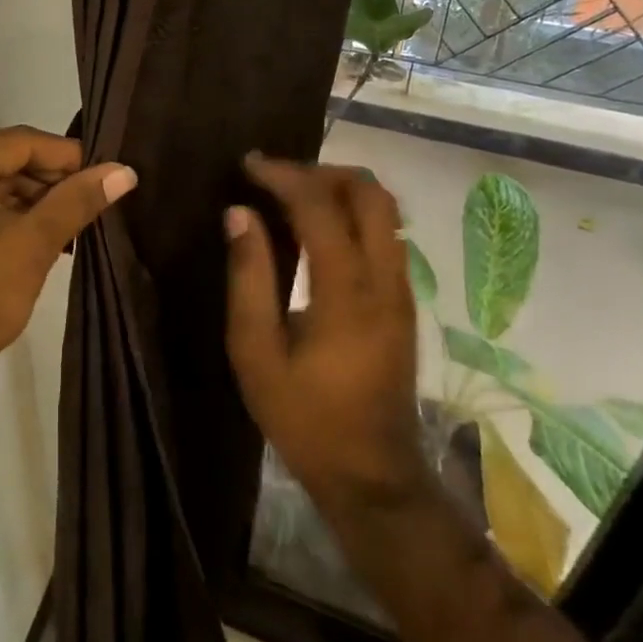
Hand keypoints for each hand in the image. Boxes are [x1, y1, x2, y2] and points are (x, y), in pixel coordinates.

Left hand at [0, 126, 136, 389]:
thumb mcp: (33, 244)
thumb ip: (77, 200)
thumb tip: (125, 171)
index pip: (20, 143)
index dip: (69, 157)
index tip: (110, 172)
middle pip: (9, 160)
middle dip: (54, 182)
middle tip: (99, 199)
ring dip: (38, 200)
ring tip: (82, 219)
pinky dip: (15, 214)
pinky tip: (52, 232)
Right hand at [224, 155, 428, 516]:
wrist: (372, 477)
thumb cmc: (304, 417)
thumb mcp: (256, 352)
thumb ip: (248, 277)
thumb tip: (239, 213)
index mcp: (346, 292)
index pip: (320, 207)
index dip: (283, 175)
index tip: (248, 164)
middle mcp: (385, 280)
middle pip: (371, 193)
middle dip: (322, 171)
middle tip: (277, 177)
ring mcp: (402, 290)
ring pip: (385, 210)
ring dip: (339, 189)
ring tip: (291, 196)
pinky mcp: (404, 302)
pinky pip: (385, 234)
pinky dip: (351, 214)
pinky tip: (315, 230)